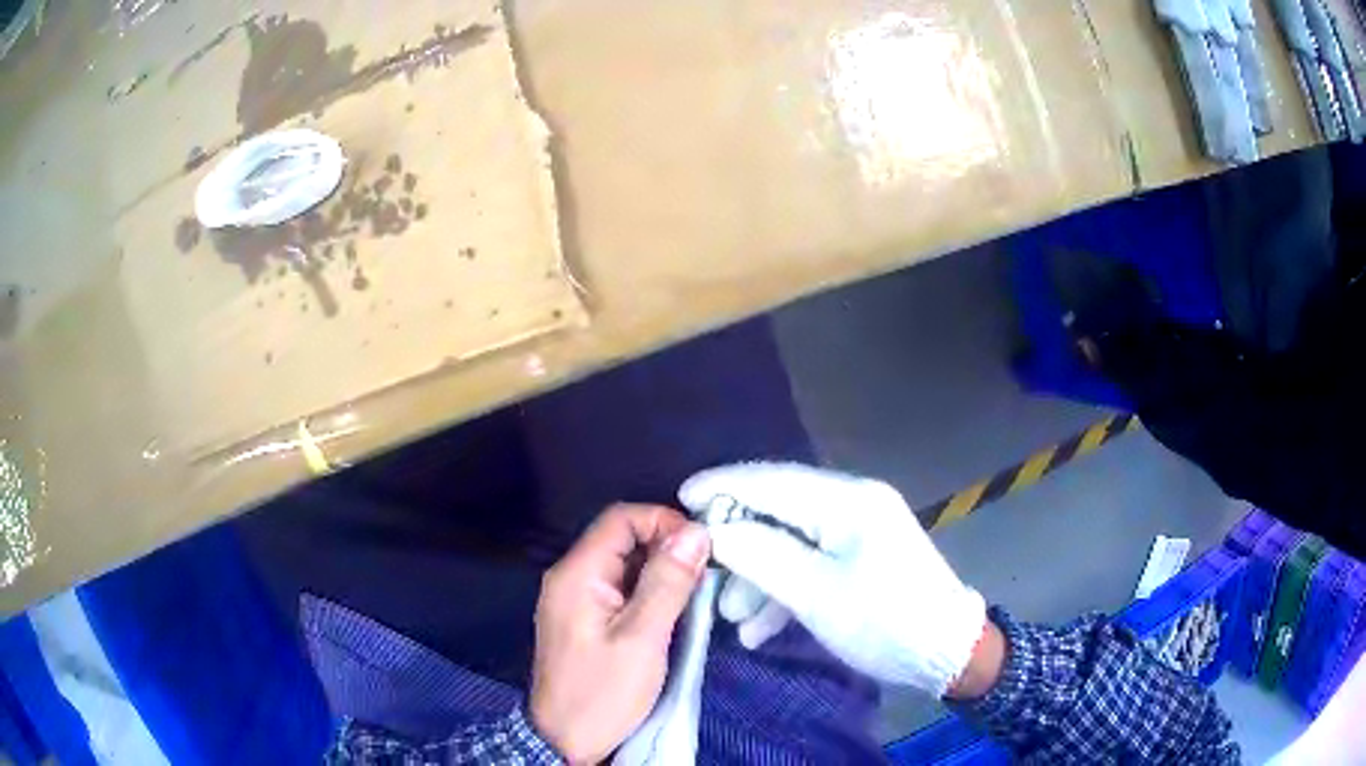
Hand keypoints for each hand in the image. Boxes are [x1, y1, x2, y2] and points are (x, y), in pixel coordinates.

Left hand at [529, 504, 710, 763]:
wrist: (565, 740)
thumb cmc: (603, 693)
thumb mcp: (642, 639)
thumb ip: (668, 583)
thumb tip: (696, 533)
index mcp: (577, 574)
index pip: (621, 519)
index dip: (664, 522)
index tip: (702, 548)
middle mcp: (572, 577)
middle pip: (622, 539)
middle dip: (667, 548)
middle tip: (705, 575)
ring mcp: (576, 600)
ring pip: (624, 565)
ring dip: (661, 572)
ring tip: (695, 595)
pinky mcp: (585, 620)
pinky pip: (620, 590)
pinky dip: (649, 592)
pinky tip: (673, 611)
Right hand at [679, 463, 985, 697]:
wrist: (945, 652)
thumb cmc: (882, 620)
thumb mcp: (815, 593)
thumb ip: (760, 555)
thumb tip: (712, 530)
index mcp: (846, 500)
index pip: (770, 480)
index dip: (722, 486)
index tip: (679, 498)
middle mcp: (852, 504)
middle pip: (777, 511)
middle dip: (737, 545)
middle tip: (702, 573)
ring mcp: (858, 531)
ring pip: (790, 542)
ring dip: (757, 577)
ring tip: (730, 617)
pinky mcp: (860, 558)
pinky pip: (810, 562)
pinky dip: (783, 590)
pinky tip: (759, 628)